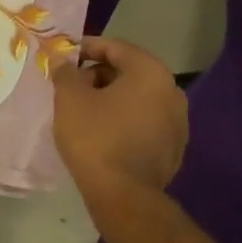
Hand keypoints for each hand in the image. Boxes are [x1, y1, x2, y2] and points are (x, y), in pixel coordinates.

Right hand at [51, 37, 187, 201]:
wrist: (123, 194)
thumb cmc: (95, 137)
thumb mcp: (70, 99)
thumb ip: (65, 72)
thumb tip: (63, 62)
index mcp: (151, 72)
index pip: (116, 47)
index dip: (87, 47)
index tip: (65, 56)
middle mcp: (172, 91)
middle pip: (130, 72)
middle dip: (99, 75)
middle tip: (72, 87)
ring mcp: (178, 121)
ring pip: (138, 99)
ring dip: (112, 99)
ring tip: (85, 112)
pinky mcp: (174, 147)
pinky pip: (145, 122)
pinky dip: (125, 120)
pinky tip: (105, 134)